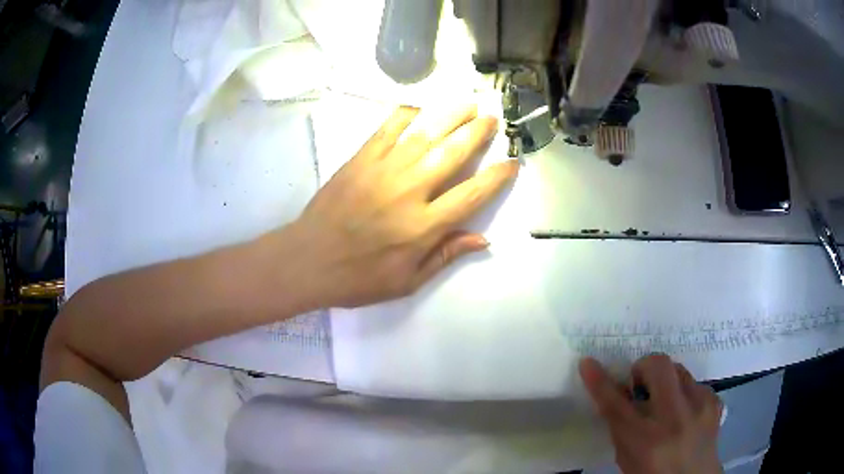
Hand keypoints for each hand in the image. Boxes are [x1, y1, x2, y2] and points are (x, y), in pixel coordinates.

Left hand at [291, 105, 517, 307]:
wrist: (307, 261)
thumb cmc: (358, 278)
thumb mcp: (407, 281)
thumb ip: (445, 256)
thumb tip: (483, 238)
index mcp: (423, 226)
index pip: (472, 195)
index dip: (496, 178)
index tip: (512, 162)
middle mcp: (408, 192)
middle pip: (452, 154)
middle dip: (476, 133)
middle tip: (491, 119)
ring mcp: (382, 171)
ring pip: (424, 135)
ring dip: (449, 116)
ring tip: (468, 104)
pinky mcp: (359, 160)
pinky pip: (386, 130)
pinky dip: (404, 115)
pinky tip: (419, 107)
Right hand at [580, 355, 722, 473]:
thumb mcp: (628, 457)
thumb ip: (621, 426)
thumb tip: (618, 390)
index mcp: (645, 441)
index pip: (616, 405)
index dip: (599, 382)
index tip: (587, 363)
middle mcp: (674, 419)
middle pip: (658, 367)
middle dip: (644, 366)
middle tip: (640, 384)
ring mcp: (699, 407)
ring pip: (678, 369)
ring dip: (665, 382)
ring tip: (665, 403)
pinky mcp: (715, 401)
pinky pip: (694, 383)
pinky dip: (684, 393)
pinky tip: (684, 413)